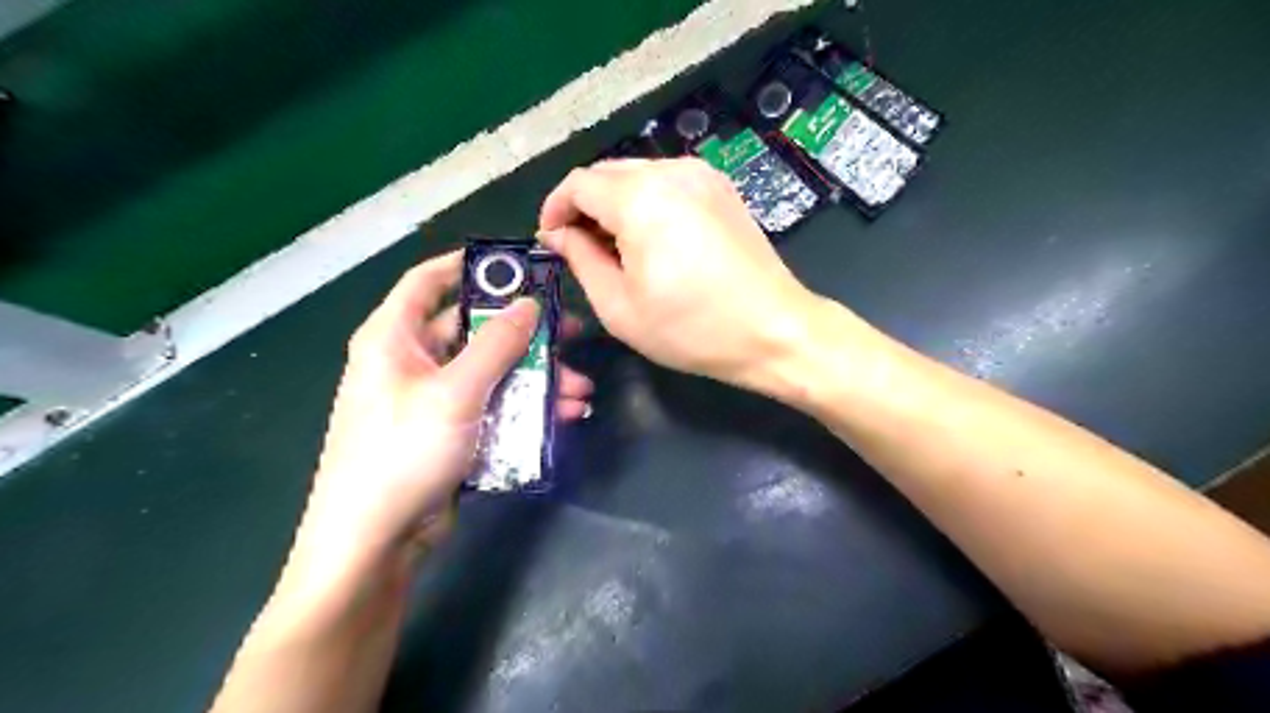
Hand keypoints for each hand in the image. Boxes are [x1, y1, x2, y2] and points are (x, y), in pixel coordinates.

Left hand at [295, 253, 593, 575]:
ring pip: (493, 373)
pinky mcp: (452, 432)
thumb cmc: (403, 452)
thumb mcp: (455, 392)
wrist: (375, 542)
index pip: (428, 281)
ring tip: (580, 391)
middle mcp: (412, 361)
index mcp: (393, 338)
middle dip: (527, 336)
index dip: (471, 266)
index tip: (520, 266)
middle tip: (571, 336)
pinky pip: (495, 406)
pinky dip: (526, 408)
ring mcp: (434, 399)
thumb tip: (529, 303)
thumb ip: (496, 344)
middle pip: (475, 331)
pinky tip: (564, 416)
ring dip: (537, 379)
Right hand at [537, 158, 818, 388]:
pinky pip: (668, 182)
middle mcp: (671, 172)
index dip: (555, 208)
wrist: (773, 330)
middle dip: (584, 205)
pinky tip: (651, 237)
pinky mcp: (722, 188)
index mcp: (640, 199)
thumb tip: (559, 234)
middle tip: (578, 247)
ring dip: (615, 203)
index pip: (579, 184)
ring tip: (614, 247)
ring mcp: (702, 175)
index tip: (550, 239)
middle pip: (608, 173)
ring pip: (638, 174)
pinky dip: (646, 201)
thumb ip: (581, 260)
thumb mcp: (620, 307)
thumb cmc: (691, 329)